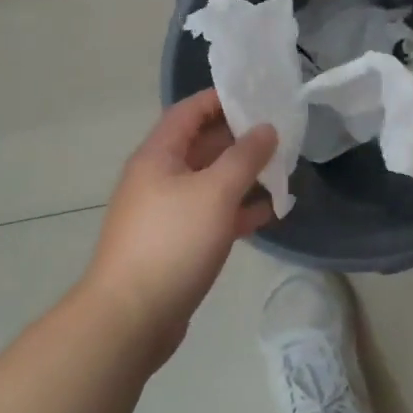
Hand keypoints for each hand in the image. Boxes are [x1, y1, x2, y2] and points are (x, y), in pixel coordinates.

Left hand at [83, 89, 276, 358]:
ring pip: (209, 182)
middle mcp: (158, 178)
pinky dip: (237, 210)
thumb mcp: (215, 192)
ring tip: (282, 169)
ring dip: (242, 175)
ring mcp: (166, 212)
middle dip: (238, 138)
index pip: (188, 112)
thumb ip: (244, 156)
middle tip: (280, 132)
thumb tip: (265, 128)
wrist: (131, 317)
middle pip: (201, 145)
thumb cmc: (172, 242)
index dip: (220, 99)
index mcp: (158, 156)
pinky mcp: (176, 243)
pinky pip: (211, 214)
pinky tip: (269, 212)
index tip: (257, 94)